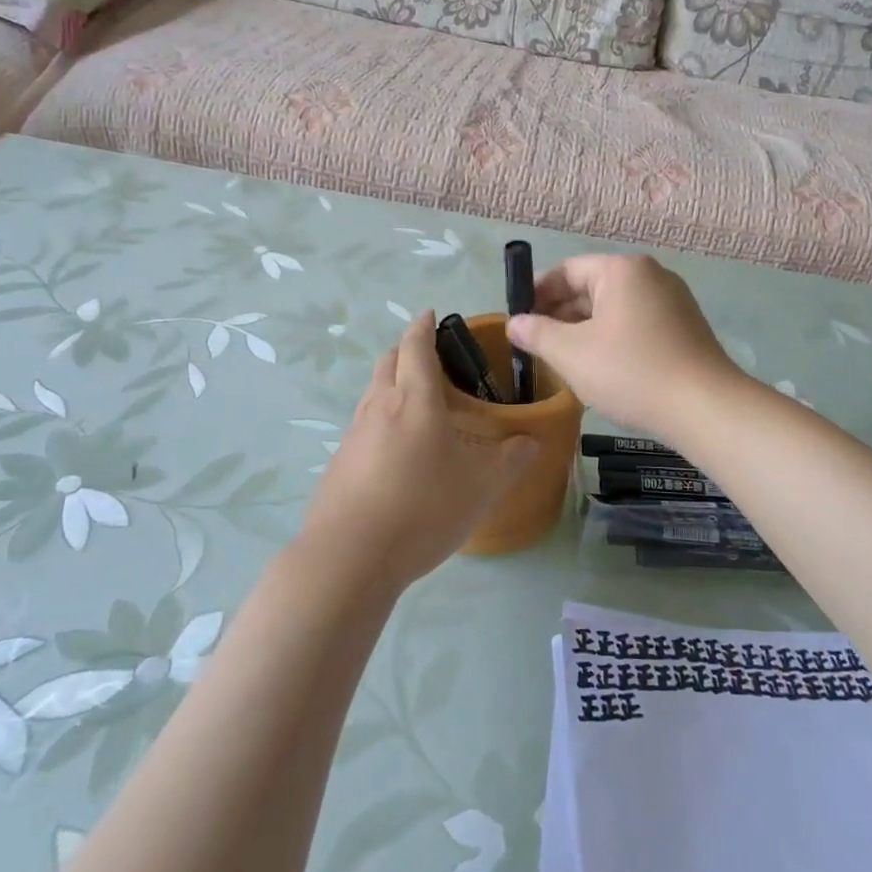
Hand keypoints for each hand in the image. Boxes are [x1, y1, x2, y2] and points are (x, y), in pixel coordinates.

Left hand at [299, 311, 536, 593]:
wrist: (350, 557)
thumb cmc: (423, 507)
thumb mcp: (482, 486)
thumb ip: (511, 460)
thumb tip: (532, 442)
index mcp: (414, 399)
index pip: (416, 346)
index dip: (423, 326)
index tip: (430, 314)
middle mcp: (379, 407)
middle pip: (387, 362)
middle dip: (405, 350)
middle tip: (429, 357)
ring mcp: (354, 435)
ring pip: (372, 393)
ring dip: (391, 384)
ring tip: (417, 403)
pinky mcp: (339, 464)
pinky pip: (363, 427)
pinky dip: (381, 421)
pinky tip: (397, 452)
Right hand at [505, 255, 741, 437]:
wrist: (705, 408)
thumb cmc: (631, 372)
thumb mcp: (571, 354)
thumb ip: (536, 333)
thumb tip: (514, 323)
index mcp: (622, 270)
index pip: (566, 270)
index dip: (536, 293)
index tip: (517, 319)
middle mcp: (650, 275)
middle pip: (592, 287)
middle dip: (560, 314)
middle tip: (534, 344)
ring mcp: (672, 301)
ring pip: (614, 308)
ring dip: (584, 329)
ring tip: (562, 359)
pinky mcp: (685, 327)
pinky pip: (636, 323)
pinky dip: (612, 338)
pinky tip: (600, 367)